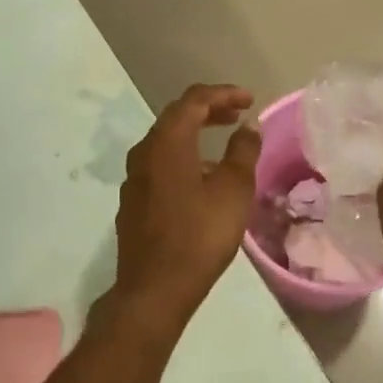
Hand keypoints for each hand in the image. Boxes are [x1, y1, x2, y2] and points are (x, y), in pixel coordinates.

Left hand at [109, 84, 262, 332]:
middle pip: (176, 117)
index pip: (194, 100)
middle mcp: (144, 152)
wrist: (155, 289)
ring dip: (195, 135)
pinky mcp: (133, 201)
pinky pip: (160, 165)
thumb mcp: (234, 191)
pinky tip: (202, 179)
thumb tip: (248, 127)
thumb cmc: (200, 235)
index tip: (249, 100)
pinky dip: (183, 158)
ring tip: (224, 146)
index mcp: (167, 142)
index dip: (223, 94)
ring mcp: (134, 178)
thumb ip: (243, 152)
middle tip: (237, 115)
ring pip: (166, 142)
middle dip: (209, 110)